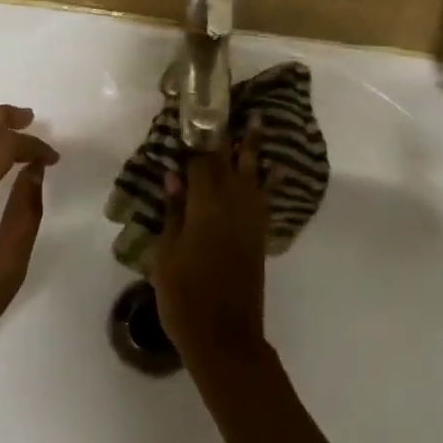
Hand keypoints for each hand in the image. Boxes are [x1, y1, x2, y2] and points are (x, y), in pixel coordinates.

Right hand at [151, 118, 269, 373]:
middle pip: (229, 160)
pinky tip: (275, 168)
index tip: (193, 112)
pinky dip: (270, 180)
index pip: (200, 160)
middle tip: (230, 104)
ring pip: (252, 174)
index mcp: (204, 206)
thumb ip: (173, 212)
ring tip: (259, 121)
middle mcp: (231, 205)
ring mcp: (249, 220)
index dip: (196, 136)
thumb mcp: (166, 254)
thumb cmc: (185, 296)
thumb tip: (174, 176)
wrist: (224, 338)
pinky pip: (265, 197)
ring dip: (254, 147)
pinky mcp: (258, 235)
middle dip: (228, 132)